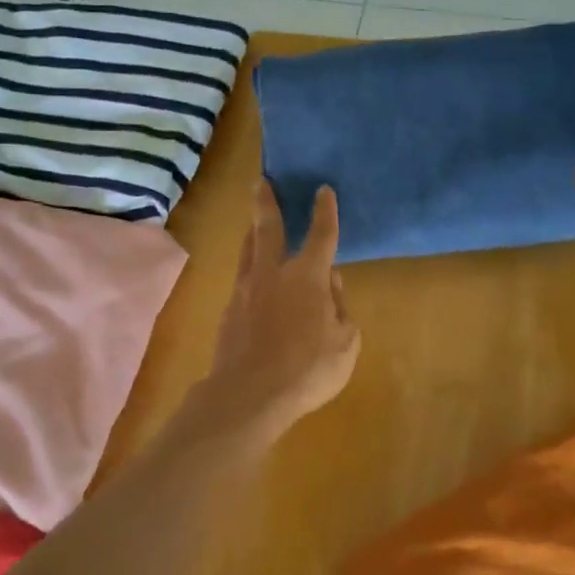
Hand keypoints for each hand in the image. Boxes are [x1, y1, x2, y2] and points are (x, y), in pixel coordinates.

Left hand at [196, 181, 361, 441]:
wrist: (249, 393)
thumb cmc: (308, 369)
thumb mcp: (345, 342)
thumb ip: (340, 307)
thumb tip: (330, 282)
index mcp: (308, 277)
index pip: (321, 235)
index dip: (325, 212)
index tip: (323, 190)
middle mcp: (273, 273)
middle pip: (268, 228)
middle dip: (266, 202)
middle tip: (260, 181)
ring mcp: (246, 290)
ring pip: (248, 250)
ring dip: (252, 231)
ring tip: (253, 221)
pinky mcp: (229, 310)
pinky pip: (241, 277)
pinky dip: (248, 267)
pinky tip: (250, 275)